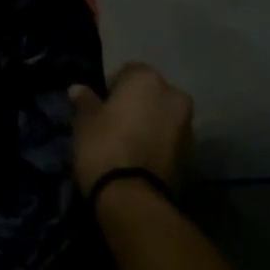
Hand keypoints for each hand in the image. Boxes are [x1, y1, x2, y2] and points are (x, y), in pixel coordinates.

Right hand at [69, 63, 194, 198]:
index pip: (128, 72)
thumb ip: (85, 101)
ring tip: (126, 143)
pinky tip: (138, 158)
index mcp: (147, 79)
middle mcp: (173, 95)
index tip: (99, 106)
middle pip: (151, 94)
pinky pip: (169, 139)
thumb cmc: (103, 146)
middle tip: (113, 123)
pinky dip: (157, 143)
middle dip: (136, 105)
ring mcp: (187, 125)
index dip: (112, 88)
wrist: (133, 197)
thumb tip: (78, 89)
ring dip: (148, 124)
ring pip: (162, 117)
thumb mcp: (84, 122)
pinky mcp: (191, 154)